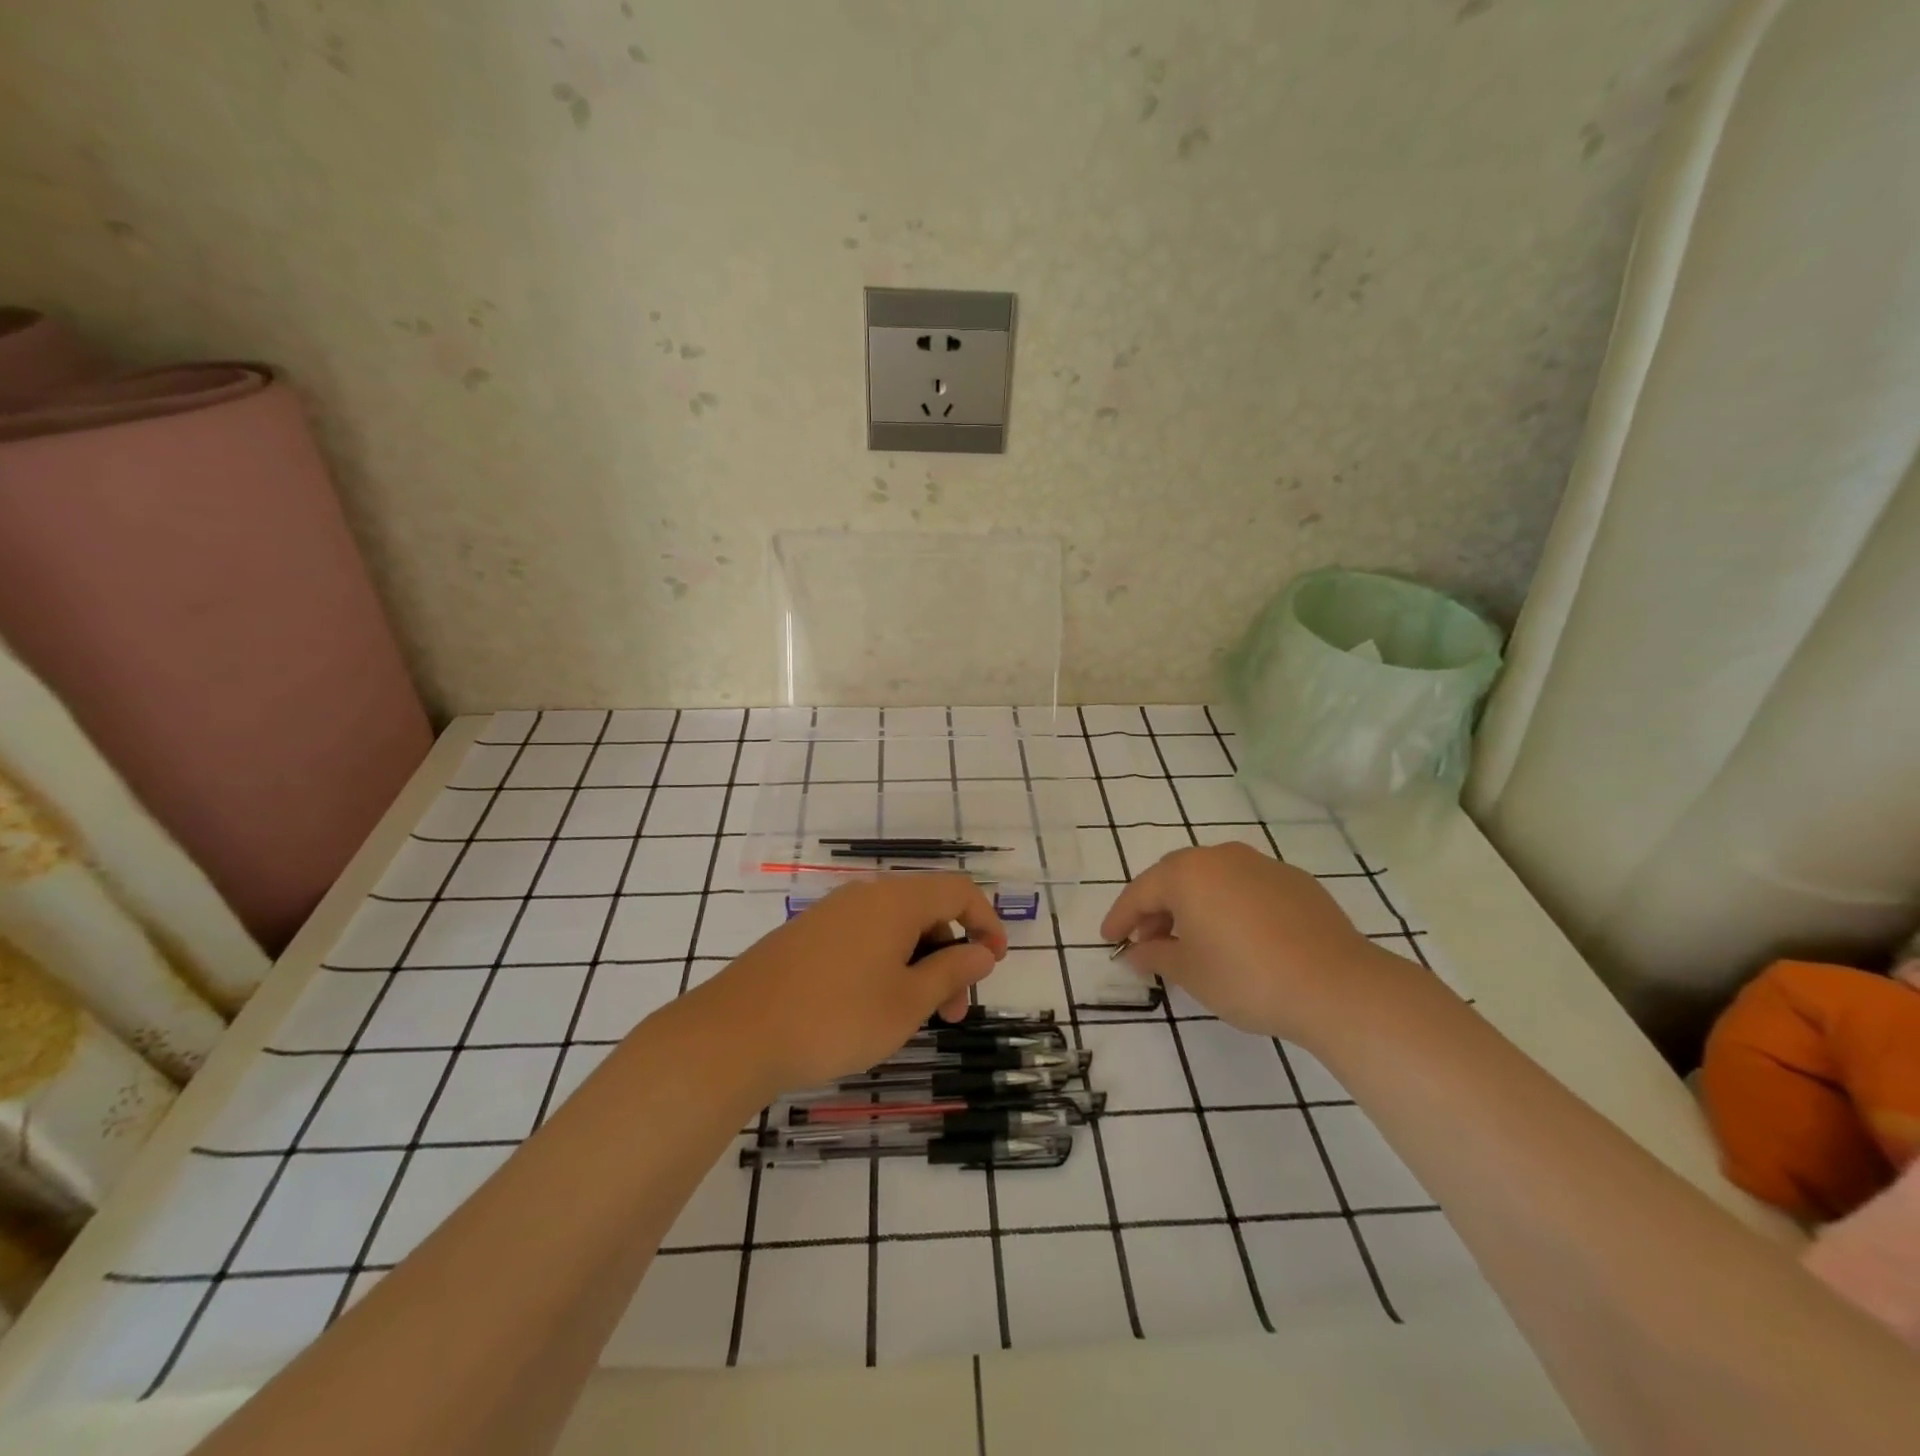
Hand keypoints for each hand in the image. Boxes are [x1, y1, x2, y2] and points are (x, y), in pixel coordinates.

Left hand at [684, 874, 1007, 1097]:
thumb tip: (982, 951)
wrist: (736, 1034)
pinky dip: (886, 964)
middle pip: (926, 910)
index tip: (994, 964)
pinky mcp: (806, 936)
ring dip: (918, 964)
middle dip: (950, 955)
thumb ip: (951, 971)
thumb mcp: (907, 1002)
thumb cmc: (836, 1018)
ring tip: (916, 1018)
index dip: (986, 921)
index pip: (958, 891)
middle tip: (953, 1012)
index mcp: (896, 901)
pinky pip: (863, 937)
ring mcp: (831, 913)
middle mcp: (865, 895)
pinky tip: (874, 1006)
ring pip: (893, 928)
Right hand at [1100, 842, 1405, 1044]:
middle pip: (1175, 877)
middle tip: (1147, 940)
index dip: (1120, 917)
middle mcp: (1221, 857)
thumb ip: (1155, 955)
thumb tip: (1135, 951)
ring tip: (1192, 940)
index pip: (1140, 891)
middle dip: (1156, 908)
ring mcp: (1261, 864)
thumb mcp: (1190, 972)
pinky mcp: (1295, 881)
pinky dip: (1229, 905)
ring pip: (1212, 878)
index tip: (1109, 940)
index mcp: (1187, 873)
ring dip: (1193, 904)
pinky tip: (1237, 936)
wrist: (1337, 985)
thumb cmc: (1246, 977)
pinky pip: (1245, 886)